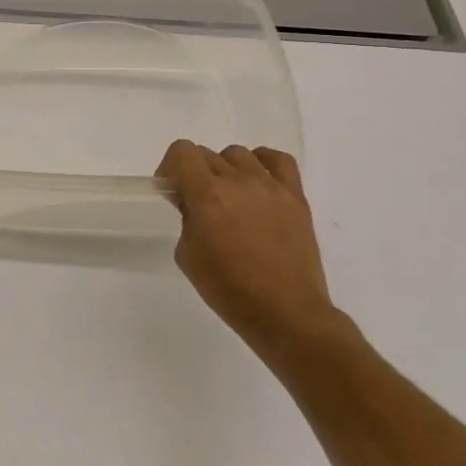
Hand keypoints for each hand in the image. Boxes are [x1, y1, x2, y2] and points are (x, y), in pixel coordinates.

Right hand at [155, 141, 347, 361]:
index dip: (170, 167)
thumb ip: (187, 218)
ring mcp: (271, 187)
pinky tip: (256, 181)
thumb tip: (194, 203)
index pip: (182, 152)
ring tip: (228, 197)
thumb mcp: (187, 255)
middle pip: (206, 155)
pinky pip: (279, 161)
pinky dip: (262, 162)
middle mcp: (239, 182)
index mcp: (207, 196)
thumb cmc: (229, 290)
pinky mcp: (296, 197)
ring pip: (238, 155)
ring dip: (224, 170)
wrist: (285, 313)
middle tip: (196, 204)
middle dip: (193, 174)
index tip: (171, 191)